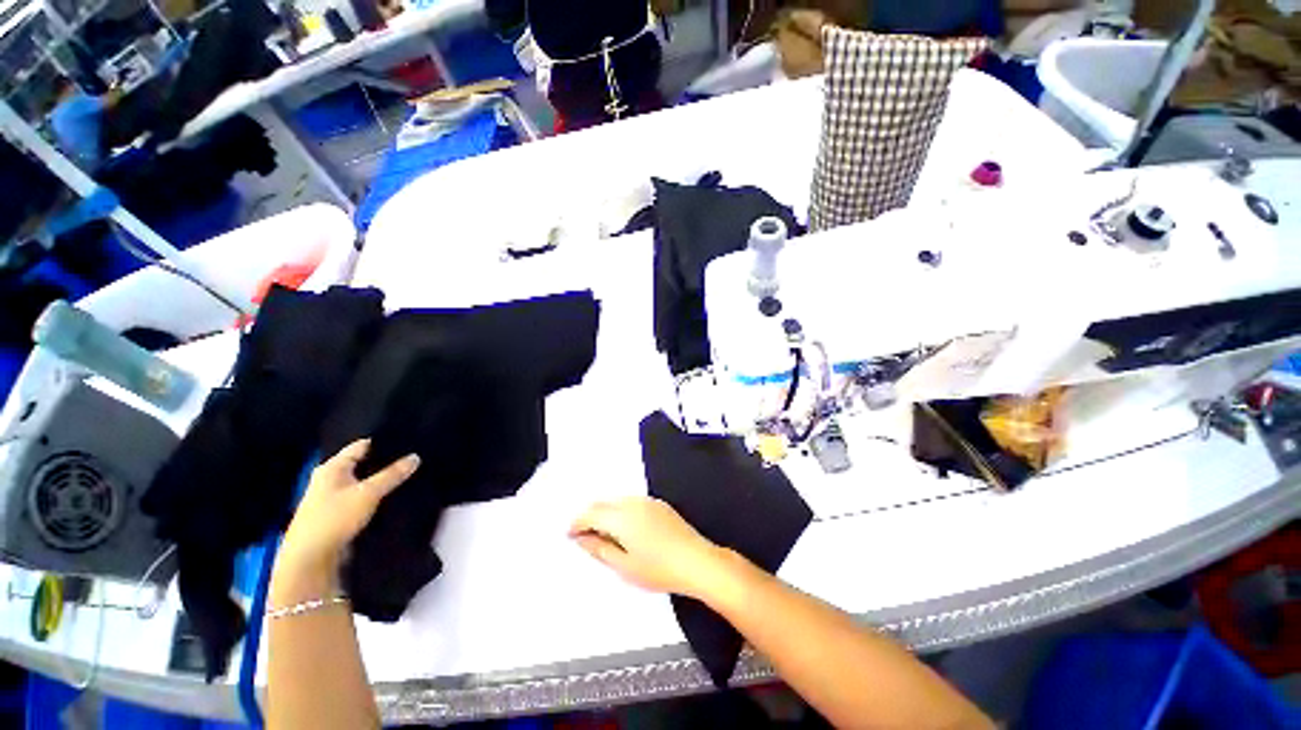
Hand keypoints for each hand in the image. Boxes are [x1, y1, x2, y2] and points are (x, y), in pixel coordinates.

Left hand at [278, 440, 419, 578]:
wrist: (310, 559)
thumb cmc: (334, 518)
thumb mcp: (368, 493)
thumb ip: (392, 474)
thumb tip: (415, 457)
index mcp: (332, 468)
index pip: (361, 445)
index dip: (383, 441)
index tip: (408, 440)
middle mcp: (329, 479)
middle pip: (362, 464)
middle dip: (384, 462)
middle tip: (413, 457)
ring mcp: (332, 498)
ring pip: (363, 482)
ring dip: (380, 480)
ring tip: (408, 474)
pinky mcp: (338, 514)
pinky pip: (361, 497)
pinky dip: (375, 495)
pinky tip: (393, 496)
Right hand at [568, 497, 726, 598]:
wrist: (696, 561)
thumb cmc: (658, 569)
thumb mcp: (624, 566)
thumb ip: (600, 549)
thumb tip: (582, 539)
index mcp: (621, 517)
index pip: (591, 513)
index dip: (577, 523)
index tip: (569, 534)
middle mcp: (633, 503)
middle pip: (603, 503)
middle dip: (590, 516)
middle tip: (583, 535)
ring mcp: (648, 501)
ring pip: (618, 501)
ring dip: (606, 513)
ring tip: (603, 534)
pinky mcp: (659, 504)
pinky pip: (632, 502)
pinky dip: (621, 512)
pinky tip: (626, 529)